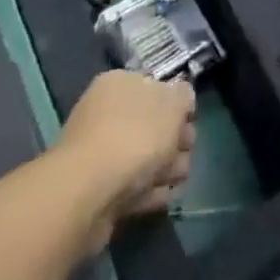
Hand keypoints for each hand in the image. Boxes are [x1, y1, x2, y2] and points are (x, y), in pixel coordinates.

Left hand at [56, 70, 194, 250]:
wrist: (88, 194)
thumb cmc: (134, 136)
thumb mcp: (172, 104)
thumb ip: (183, 96)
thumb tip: (181, 98)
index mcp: (120, 84)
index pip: (154, 87)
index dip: (177, 104)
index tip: (192, 121)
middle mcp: (106, 114)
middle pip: (150, 124)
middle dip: (174, 139)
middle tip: (189, 151)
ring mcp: (100, 154)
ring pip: (143, 157)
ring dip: (165, 167)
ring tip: (181, 178)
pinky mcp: (98, 192)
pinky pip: (132, 186)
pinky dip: (150, 190)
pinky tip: (166, 196)